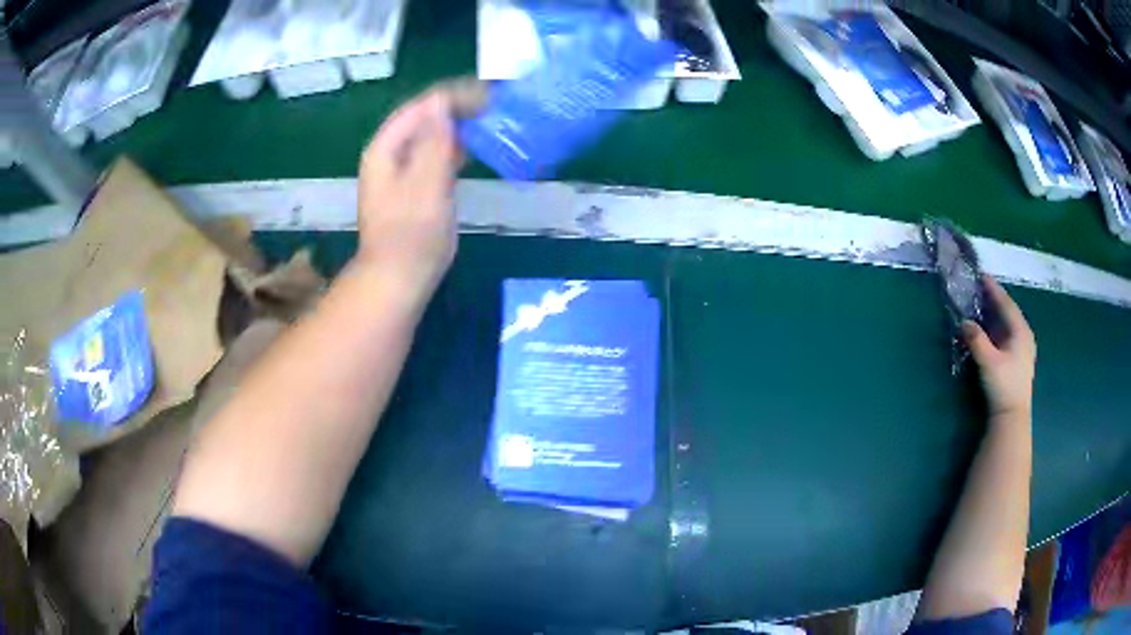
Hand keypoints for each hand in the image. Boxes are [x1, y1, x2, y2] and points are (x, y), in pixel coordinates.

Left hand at [355, 82, 480, 295]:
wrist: (399, 278)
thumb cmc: (412, 233)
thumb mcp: (426, 183)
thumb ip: (434, 141)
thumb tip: (442, 101)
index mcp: (387, 147)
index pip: (422, 106)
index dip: (454, 95)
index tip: (489, 94)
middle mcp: (391, 152)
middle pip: (426, 117)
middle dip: (459, 108)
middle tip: (497, 105)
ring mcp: (402, 169)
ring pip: (432, 134)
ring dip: (460, 125)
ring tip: (492, 120)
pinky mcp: (415, 185)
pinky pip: (436, 153)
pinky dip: (457, 146)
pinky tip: (477, 147)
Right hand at [962, 277, 1035, 420]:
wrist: (1012, 416)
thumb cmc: (1003, 386)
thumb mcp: (988, 362)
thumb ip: (976, 340)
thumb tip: (963, 322)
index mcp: (1020, 331)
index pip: (1006, 303)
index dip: (994, 289)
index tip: (981, 275)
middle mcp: (1024, 335)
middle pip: (1009, 311)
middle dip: (995, 299)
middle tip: (980, 288)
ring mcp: (1023, 348)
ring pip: (1009, 323)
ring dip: (996, 313)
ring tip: (984, 305)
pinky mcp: (1018, 359)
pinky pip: (1008, 333)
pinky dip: (998, 326)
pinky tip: (991, 328)